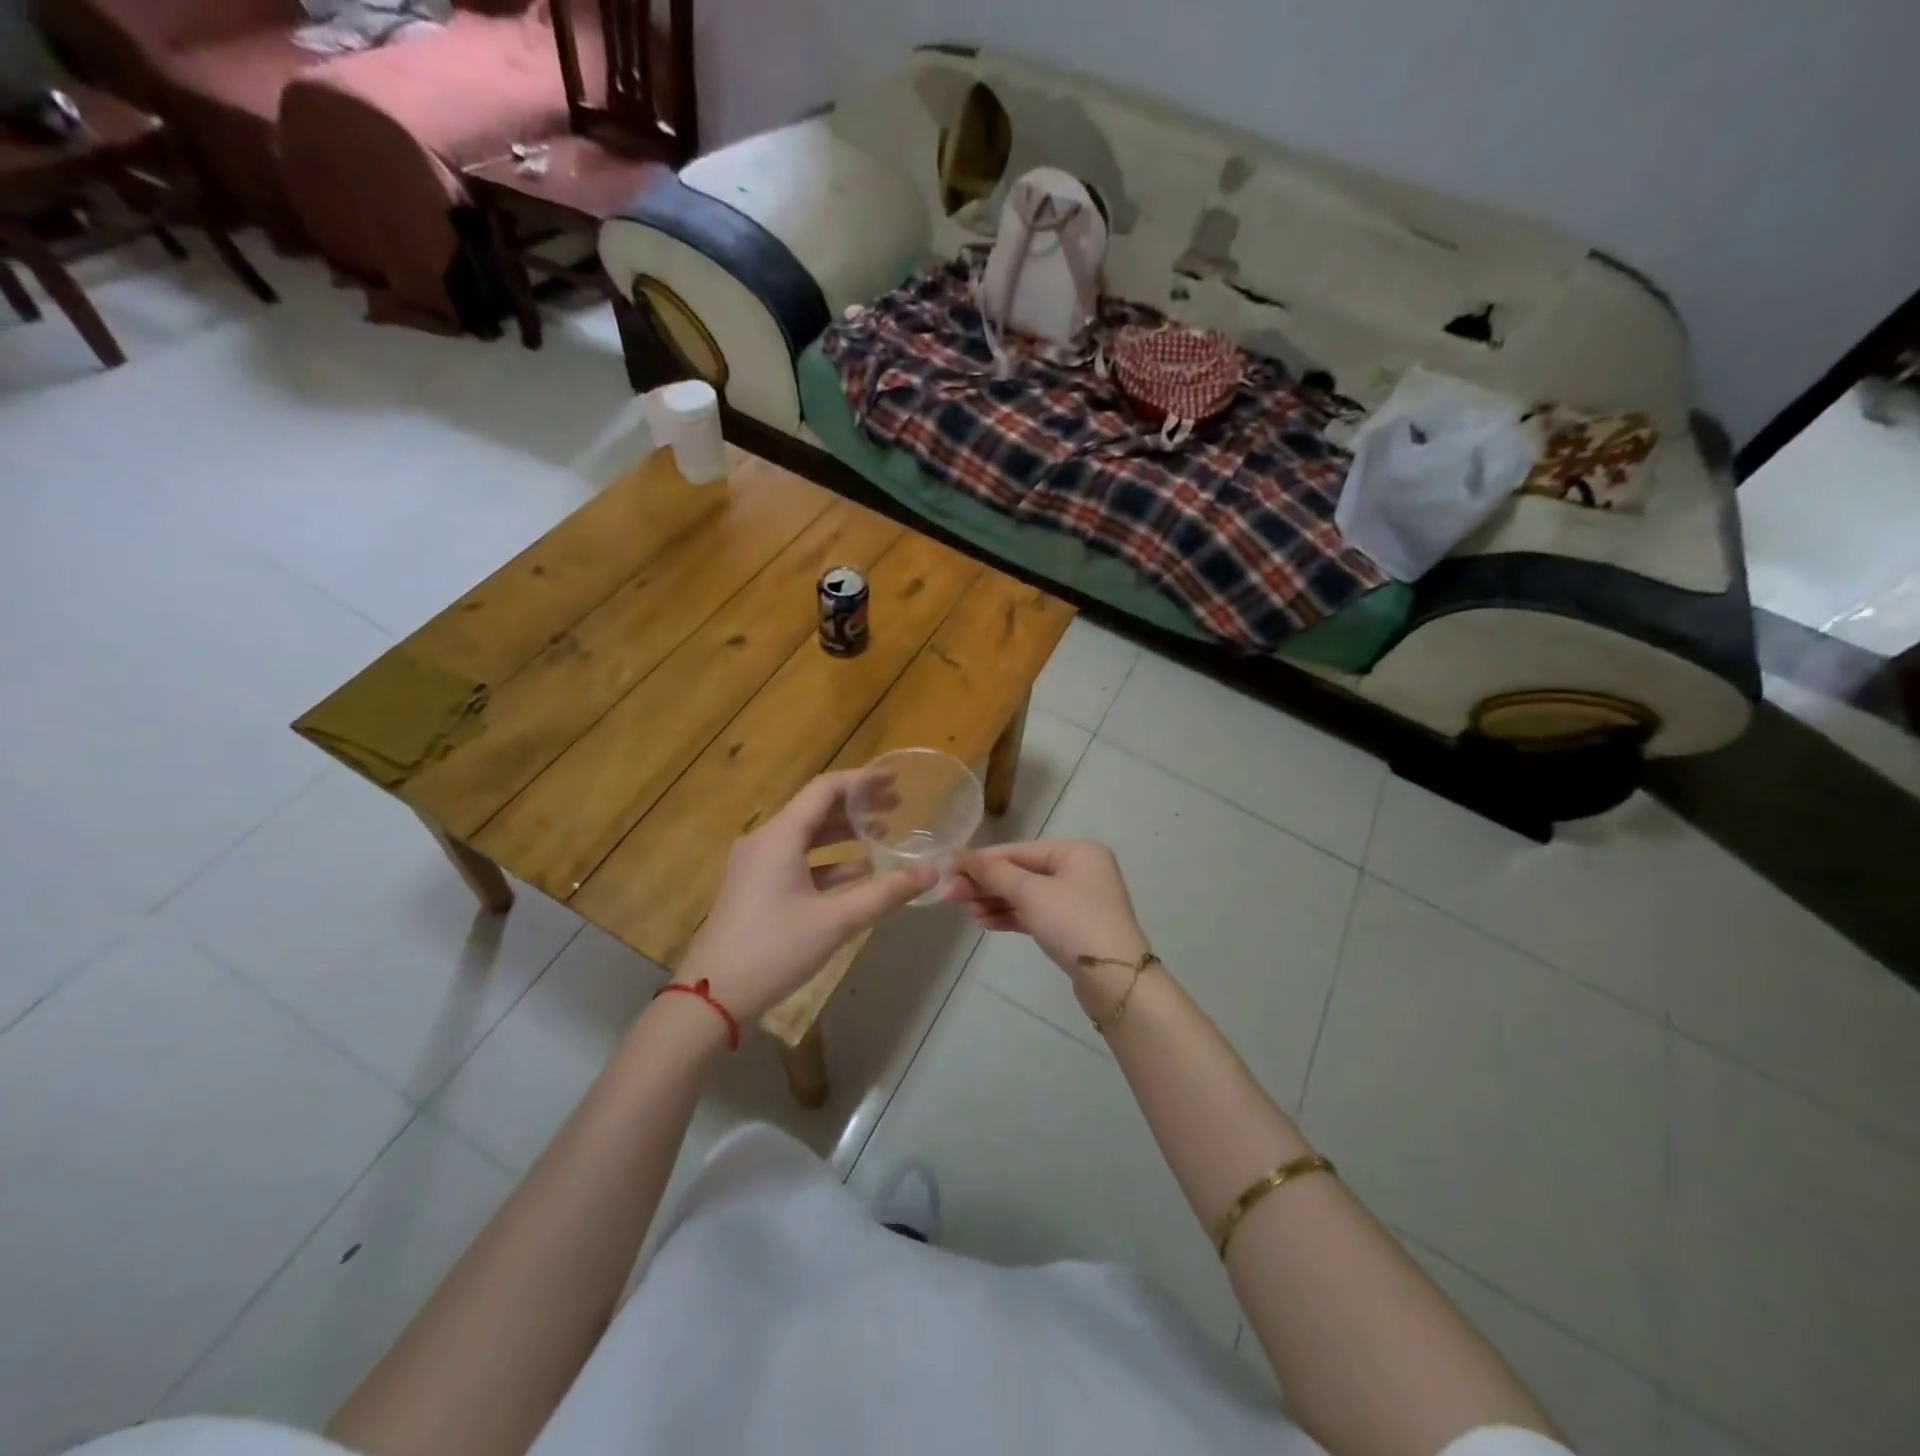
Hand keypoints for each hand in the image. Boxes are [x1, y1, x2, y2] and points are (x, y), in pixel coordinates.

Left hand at [675, 772, 936, 1023]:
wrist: (710, 997)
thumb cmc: (773, 950)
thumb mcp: (836, 921)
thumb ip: (885, 893)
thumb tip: (930, 873)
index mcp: (780, 836)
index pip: (824, 790)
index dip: (862, 781)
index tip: (895, 779)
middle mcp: (765, 841)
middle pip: (815, 810)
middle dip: (856, 807)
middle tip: (897, 807)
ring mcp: (756, 865)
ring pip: (806, 837)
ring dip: (843, 835)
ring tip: (883, 837)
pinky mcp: (755, 887)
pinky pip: (796, 861)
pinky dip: (827, 861)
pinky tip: (858, 874)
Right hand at [946, 839, 1150, 981]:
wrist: (1114, 979)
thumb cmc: (1073, 922)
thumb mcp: (1031, 893)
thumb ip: (995, 873)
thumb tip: (961, 857)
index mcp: (1077, 851)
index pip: (1020, 850)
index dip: (983, 860)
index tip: (949, 869)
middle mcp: (1080, 870)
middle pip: (1023, 871)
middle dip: (988, 884)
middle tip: (951, 895)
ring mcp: (1078, 900)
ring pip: (1027, 894)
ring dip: (996, 901)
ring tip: (968, 912)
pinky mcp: (1073, 926)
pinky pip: (1036, 913)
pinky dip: (1012, 916)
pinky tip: (986, 922)